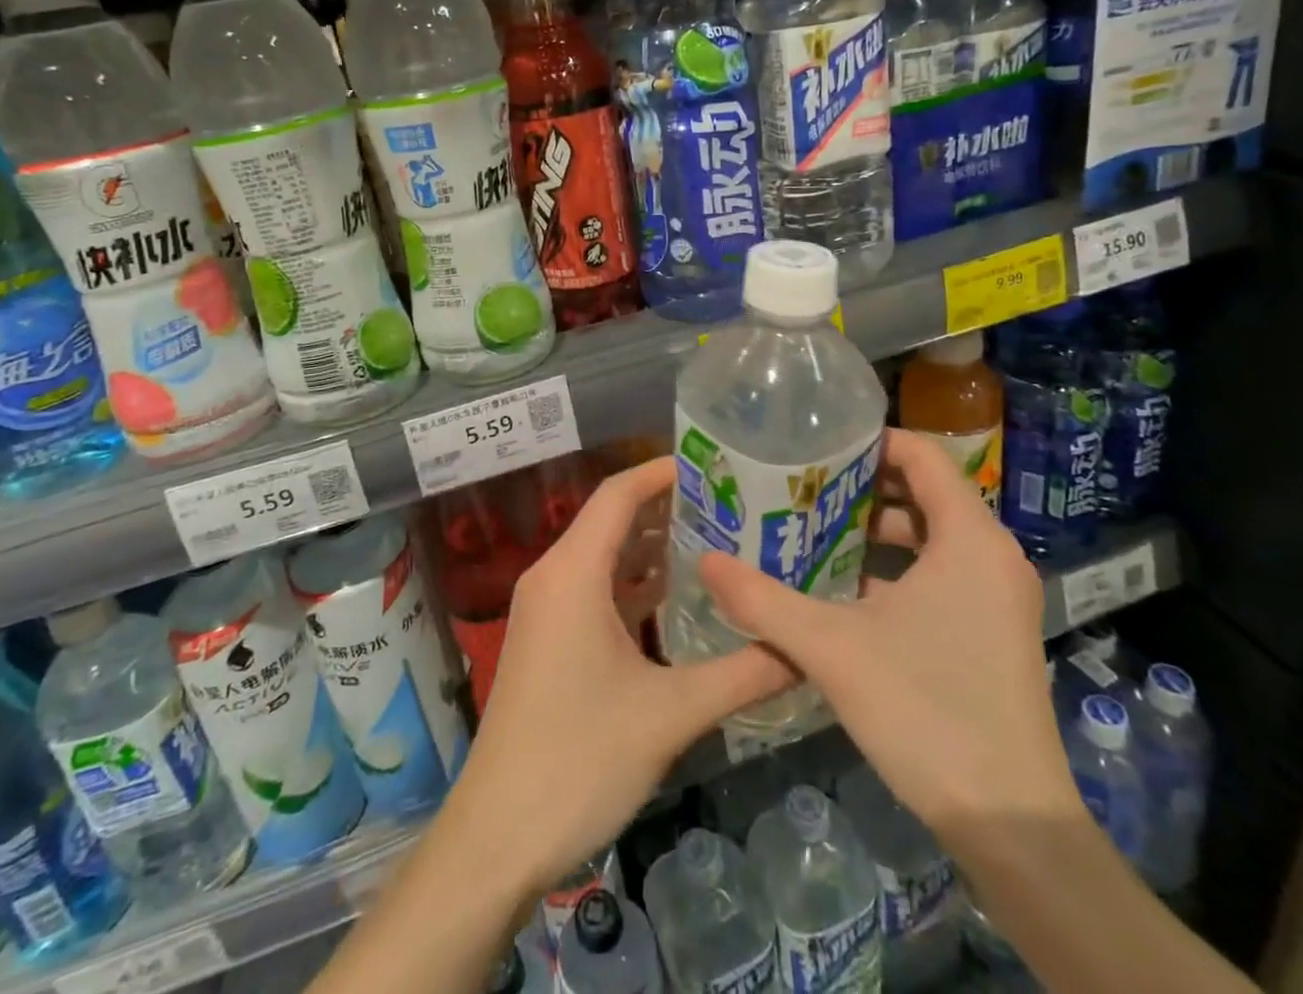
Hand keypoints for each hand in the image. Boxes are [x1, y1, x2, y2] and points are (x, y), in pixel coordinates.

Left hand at [449, 457, 795, 899]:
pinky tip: (677, 598)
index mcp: (572, 572)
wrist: (498, 836)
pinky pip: (593, 589)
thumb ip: (743, 674)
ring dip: (651, 547)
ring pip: (603, 556)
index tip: (714, 465)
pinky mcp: (548, 639)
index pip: (618, 494)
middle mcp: (553, 576)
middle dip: (668, 507)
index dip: (662, 471)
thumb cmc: (579, 759)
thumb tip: (804, 650)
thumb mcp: (671, 714)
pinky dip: (633, 584)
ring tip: (716, 541)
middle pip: (611, 519)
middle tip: (731, 504)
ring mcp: (545, 609)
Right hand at [699, 428, 1078, 838]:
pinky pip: (942, 572)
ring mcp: (998, 598)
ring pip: (933, 536)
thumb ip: (763, 600)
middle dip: (863, 486)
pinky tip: (843, 588)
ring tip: (813, 530)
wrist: (1011, 825)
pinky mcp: (993, 632)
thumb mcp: (832, 648)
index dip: (871, 442)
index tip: (818, 447)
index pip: (924, 455)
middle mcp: (993, 557)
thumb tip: (706, 560)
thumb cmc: (926, 711)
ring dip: (876, 529)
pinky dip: (896, 566)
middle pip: (926, 492)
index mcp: (970, 539)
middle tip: (803, 486)